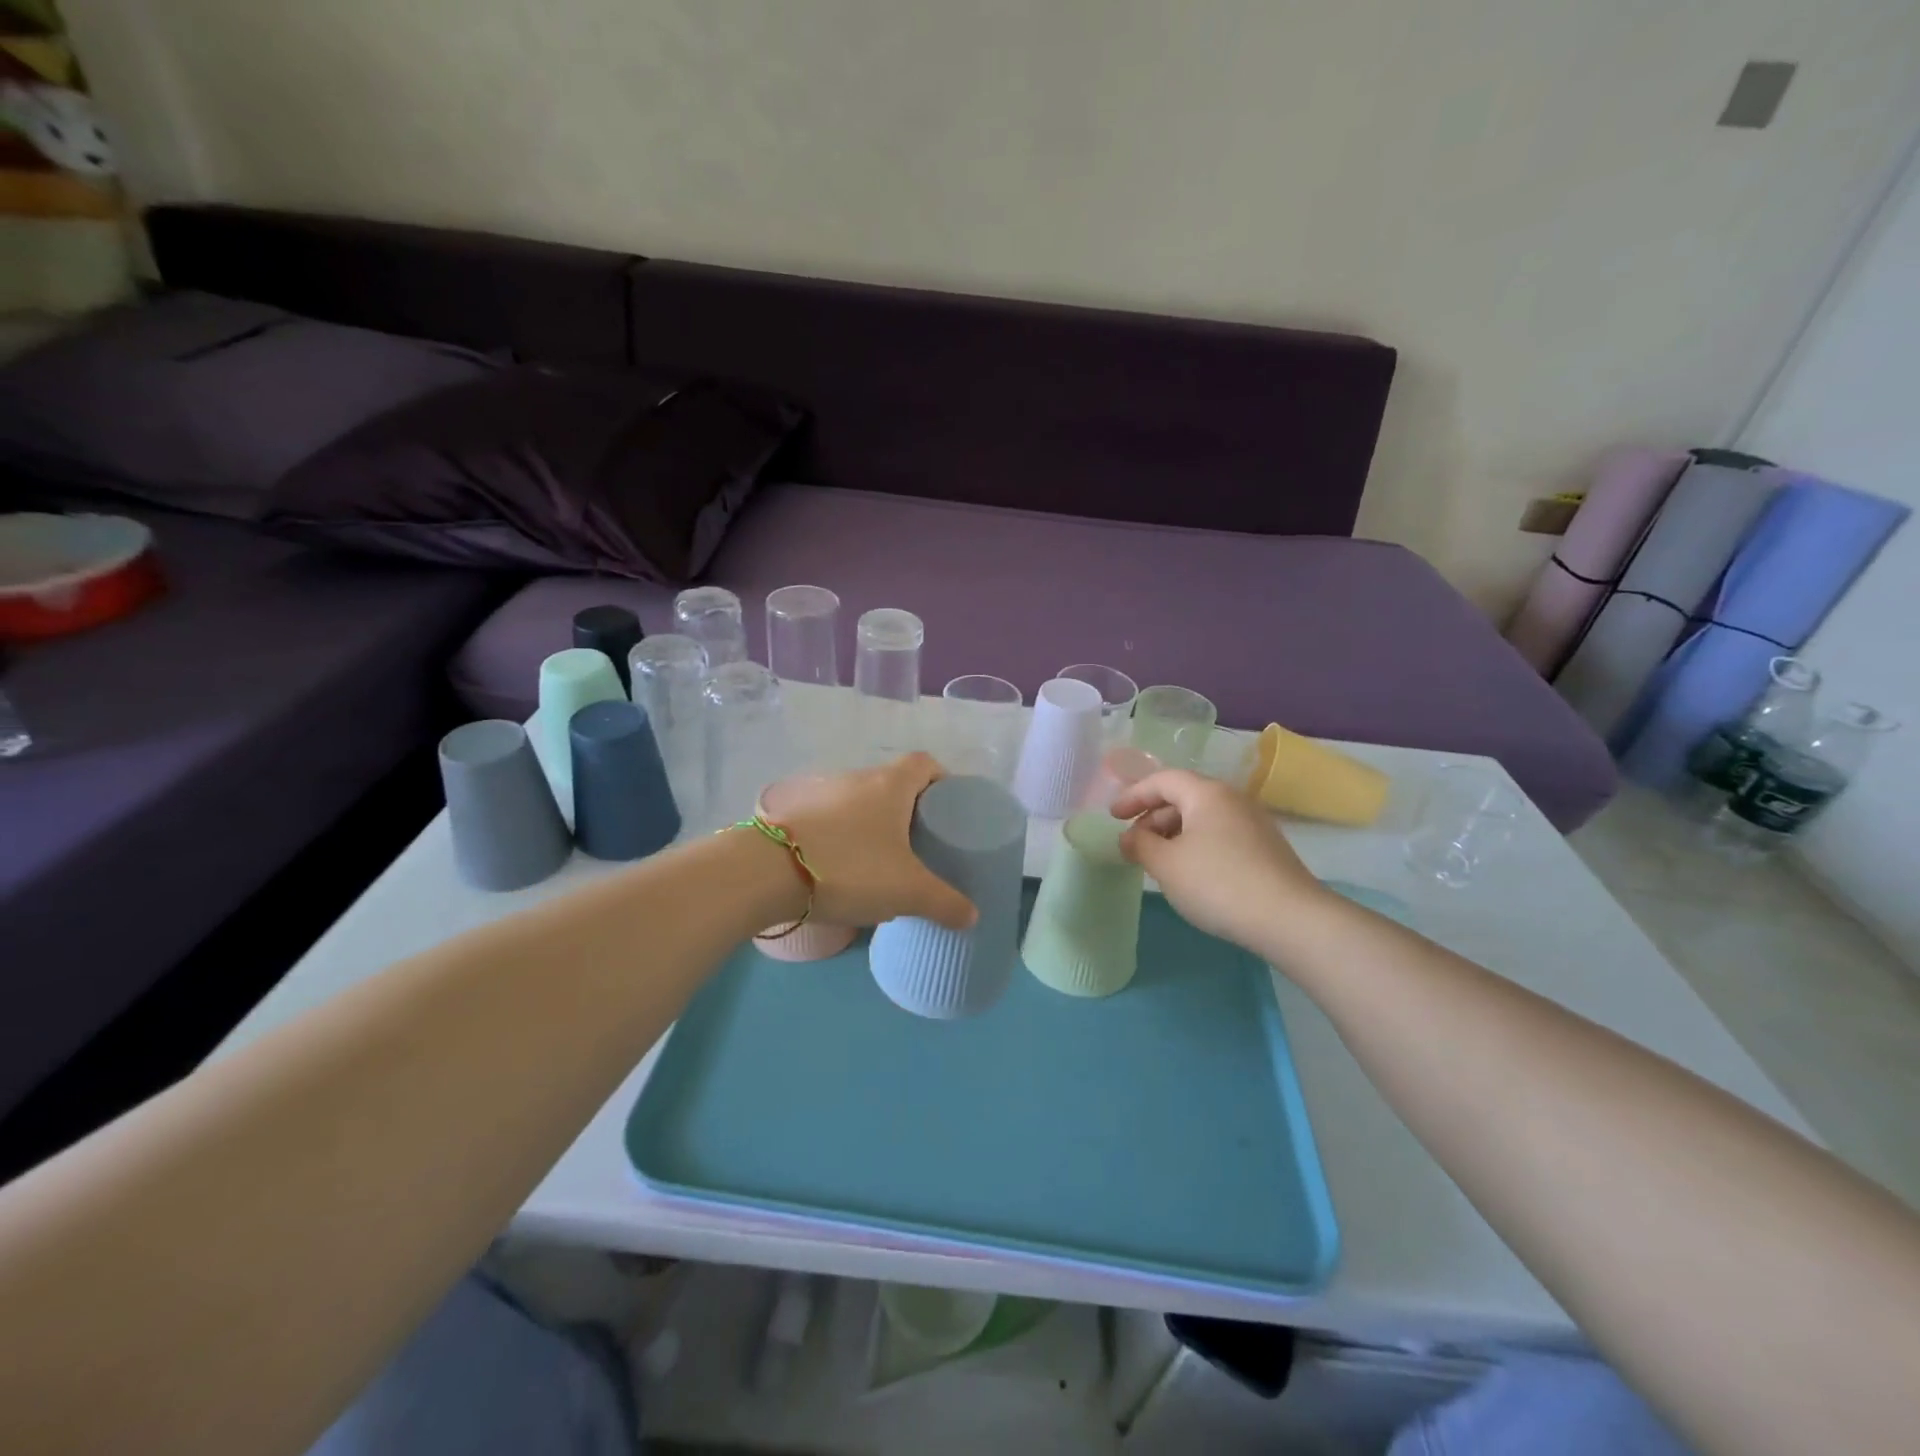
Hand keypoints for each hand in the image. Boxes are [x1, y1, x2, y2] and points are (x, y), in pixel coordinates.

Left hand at [760, 755, 977, 930]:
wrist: (766, 872)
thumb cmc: (851, 867)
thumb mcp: (908, 891)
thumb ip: (944, 903)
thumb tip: (972, 916)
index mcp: (890, 785)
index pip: (925, 763)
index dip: (942, 780)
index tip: (948, 809)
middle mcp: (856, 779)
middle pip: (892, 783)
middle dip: (909, 809)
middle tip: (920, 843)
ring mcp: (820, 794)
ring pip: (859, 802)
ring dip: (873, 824)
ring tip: (881, 860)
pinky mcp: (792, 814)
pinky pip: (830, 819)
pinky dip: (842, 836)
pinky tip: (843, 868)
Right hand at [1111, 770, 1326, 947]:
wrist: (1290, 919)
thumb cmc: (1218, 883)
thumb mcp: (1166, 865)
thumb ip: (1140, 845)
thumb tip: (1129, 838)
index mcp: (1207, 793)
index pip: (1162, 780)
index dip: (1133, 795)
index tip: (1112, 817)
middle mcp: (1232, 799)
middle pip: (1183, 797)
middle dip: (1152, 817)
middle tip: (1133, 843)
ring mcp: (1253, 823)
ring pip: (1202, 818)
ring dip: (1173, 833)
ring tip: (1158, 861)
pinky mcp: (1265, 848)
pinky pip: (1219, 835)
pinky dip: (1196, 845)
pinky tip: (1190, 873)